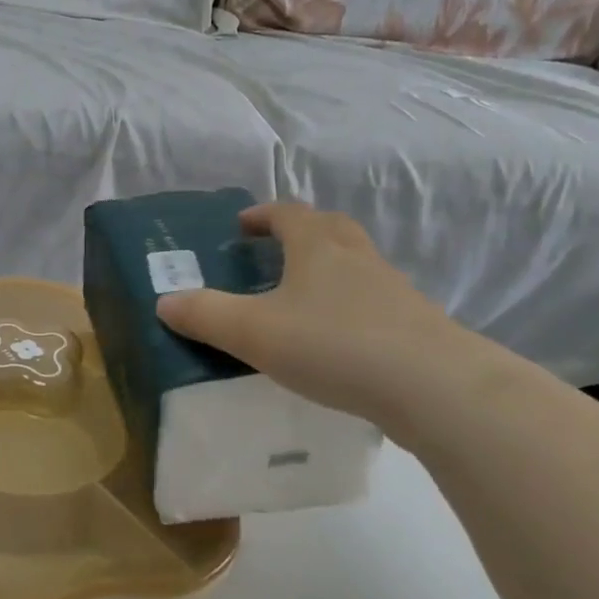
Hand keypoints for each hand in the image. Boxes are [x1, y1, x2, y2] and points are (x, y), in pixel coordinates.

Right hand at [156, 202, 460, 423]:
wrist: (433, 386)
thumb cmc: (334, 344)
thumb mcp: (253, 331)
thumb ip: (205, 315)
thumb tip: (164, 302)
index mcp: (317, 245)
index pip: (287, 213)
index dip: (262, 215)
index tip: (241, 226)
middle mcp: (356, 256)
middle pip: (328, 228)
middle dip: (299, 233)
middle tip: (274, 252)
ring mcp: (392, 289)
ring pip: (354, 265)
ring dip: (328, 270)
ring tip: (301, 299)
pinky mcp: (413, 325)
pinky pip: (373, 302)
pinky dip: (350, 308)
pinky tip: (337, 341)